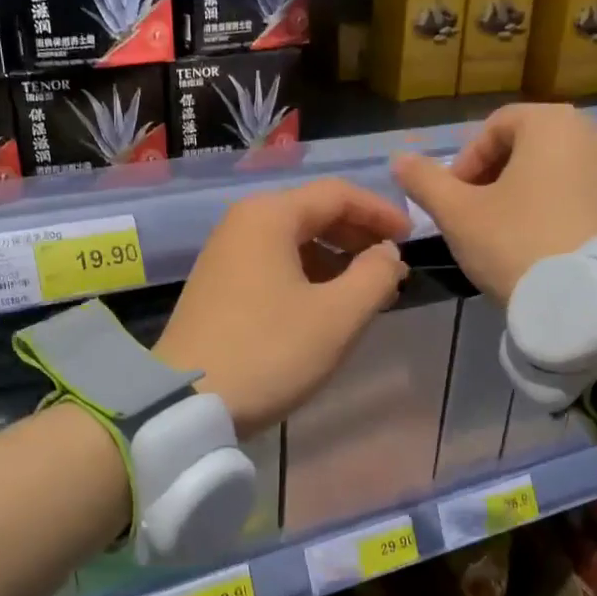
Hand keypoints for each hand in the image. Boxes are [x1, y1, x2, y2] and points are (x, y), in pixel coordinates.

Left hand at [155, 179, 410, 436]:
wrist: (185, 401)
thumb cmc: (268, 351)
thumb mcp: (337, 316)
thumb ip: (375, 276)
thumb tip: (387, 254)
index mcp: (269, 215)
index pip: (337, 194)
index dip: (380, 212)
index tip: (411, 239)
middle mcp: (242, 223)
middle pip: (312, 213)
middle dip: (358, 237)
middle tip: (391, 269)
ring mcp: (224, 254)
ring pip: (293, 241)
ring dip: (334, 259)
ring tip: (365, 292)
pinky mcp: (217, 284)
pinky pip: (273, 264)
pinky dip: (307, 275)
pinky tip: (324, 305)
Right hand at [392, 104, 596, 305]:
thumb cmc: (519, 245)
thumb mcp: (459, 215)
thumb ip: (426, 183)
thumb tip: (399, 160)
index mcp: (553, 124)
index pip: (495, 126)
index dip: (466, 162)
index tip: (455, 201)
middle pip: (531, 147)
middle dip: (498, 178)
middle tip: (480, 219)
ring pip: (562, 173)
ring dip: (532, 196)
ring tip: (514, 238)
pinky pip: (590, 198)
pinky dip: (565, 213)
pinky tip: (551, 250)